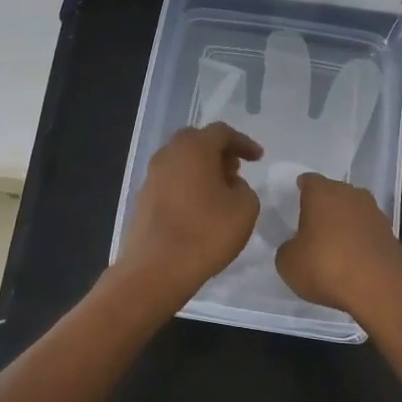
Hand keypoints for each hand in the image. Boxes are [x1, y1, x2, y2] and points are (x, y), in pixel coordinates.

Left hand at [116, 123, 262, 299]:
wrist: (156, 269)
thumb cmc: (206, 233)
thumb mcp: (245, 208)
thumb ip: (243, 187)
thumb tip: (229, 184)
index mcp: (194, 148)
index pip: (221, 132)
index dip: (243, 142)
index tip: (258, 157)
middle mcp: (168, 155)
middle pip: (196, 141)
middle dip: (218, 151)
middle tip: (235, 170)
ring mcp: (151, 177)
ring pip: (180, 161)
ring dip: (201, 169)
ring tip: (219, 191)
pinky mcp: (142, 199)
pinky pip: (170, 181)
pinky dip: (187, 186)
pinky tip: (198, 208)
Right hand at [274, 173, 401, 320]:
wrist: (381, 289)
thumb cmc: (326, 267)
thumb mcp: (288, 263)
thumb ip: (288, 248)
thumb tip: (296, 246)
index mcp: (322, 193)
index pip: (309, 181)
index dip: (302, 188)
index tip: (297, 197)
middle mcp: (351, 195)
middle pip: (335, 192)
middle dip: (324, 204)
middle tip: (312, 221)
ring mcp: (375, 214)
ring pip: (354, 210)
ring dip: (345, 222)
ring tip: (333, 241)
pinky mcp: (392, 235)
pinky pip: (368, 231)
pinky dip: (360, 240)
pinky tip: (353, 258)